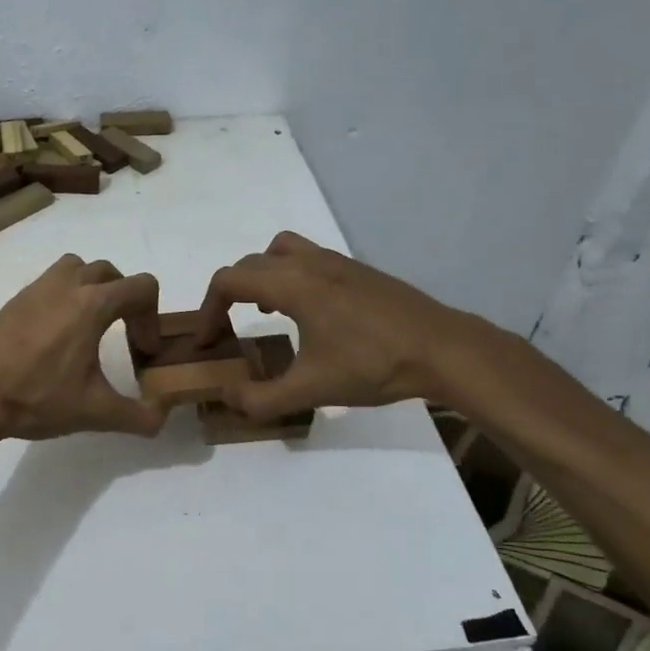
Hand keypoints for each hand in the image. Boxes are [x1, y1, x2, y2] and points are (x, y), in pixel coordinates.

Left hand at [0, 255, 166, 450]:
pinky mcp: (14, 300)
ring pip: (77, 268)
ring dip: (93, 288)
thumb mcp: (95, 412)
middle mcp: (66, 286)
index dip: (151, 318)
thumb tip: (162, 418)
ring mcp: (36, 289)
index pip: (141, 287)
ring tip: (91, 326)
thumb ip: (138, 416)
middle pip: (110, 273)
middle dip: (126, 300)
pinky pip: (50, 283)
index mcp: (92, 304)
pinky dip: (64, 298)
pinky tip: (56, 337)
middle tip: (123, 337)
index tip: (142, 352)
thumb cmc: (36, 397)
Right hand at [198, 232, 490, 419]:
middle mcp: (310, 263)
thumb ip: (261, 399)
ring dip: (260, 276)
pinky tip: (307, 313)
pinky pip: (308, 258)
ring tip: (264, 311)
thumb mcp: (311, 390)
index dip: (207, 310)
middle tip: (227, 329)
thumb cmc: (373, 366)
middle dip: (228, 294)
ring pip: (280, 251)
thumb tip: (227, 399)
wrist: (443, 349)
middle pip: (250, 264)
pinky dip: (290, 276)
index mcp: (292, 285)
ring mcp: (337, 262)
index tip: (207, 342)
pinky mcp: (358, 271)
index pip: (229, 281)